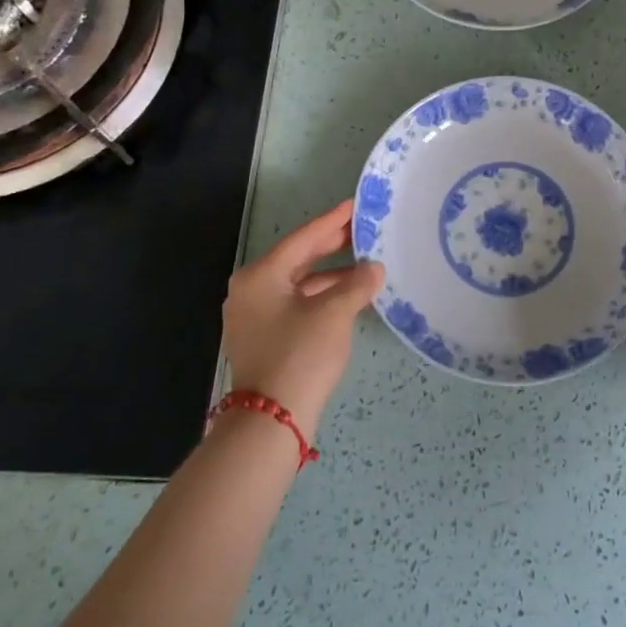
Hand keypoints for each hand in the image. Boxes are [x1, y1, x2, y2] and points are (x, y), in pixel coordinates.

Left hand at [223, 199, 383, 441]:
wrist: (271, 421)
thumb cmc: (300, 355)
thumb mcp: (334, 313)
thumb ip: (357, 284)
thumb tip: (374, 270)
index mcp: (260, 276)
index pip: (303, 238)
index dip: (333, 222)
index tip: (355, 205)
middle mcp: (250, 290)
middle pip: (297, 259)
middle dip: (331, 245)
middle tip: (362, 230)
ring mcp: (254, 317)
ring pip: (298, 284)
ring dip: (330, 275)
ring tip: (365, 266)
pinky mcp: (263, 339)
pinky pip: (295, 305)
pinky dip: (321, 298)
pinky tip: (348, 297)